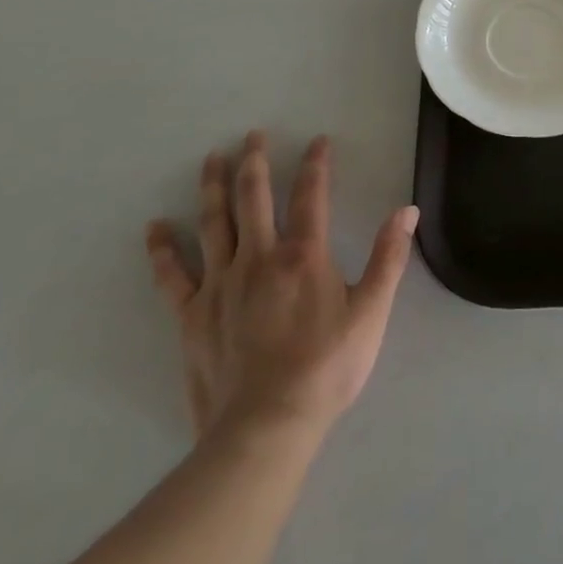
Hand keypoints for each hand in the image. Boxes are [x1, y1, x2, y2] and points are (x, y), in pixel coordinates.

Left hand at [145, 131, 418, 439]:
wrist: (266, 429)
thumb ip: (389, 258)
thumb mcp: (371, 313)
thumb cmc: (326, 369)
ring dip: (213, 187)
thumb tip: (407, 210)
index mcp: (303, 255)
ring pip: (214, 223)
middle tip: (252, 134)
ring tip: (212, 158)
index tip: (317, 140)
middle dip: (255, 161)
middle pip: (254, 197)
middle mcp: (259, 257)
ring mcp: (220, 285)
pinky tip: (154, 228)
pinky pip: (173, 276)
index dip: (315, 163)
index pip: (311, 195)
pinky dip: (162, 250)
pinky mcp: (192, 315)